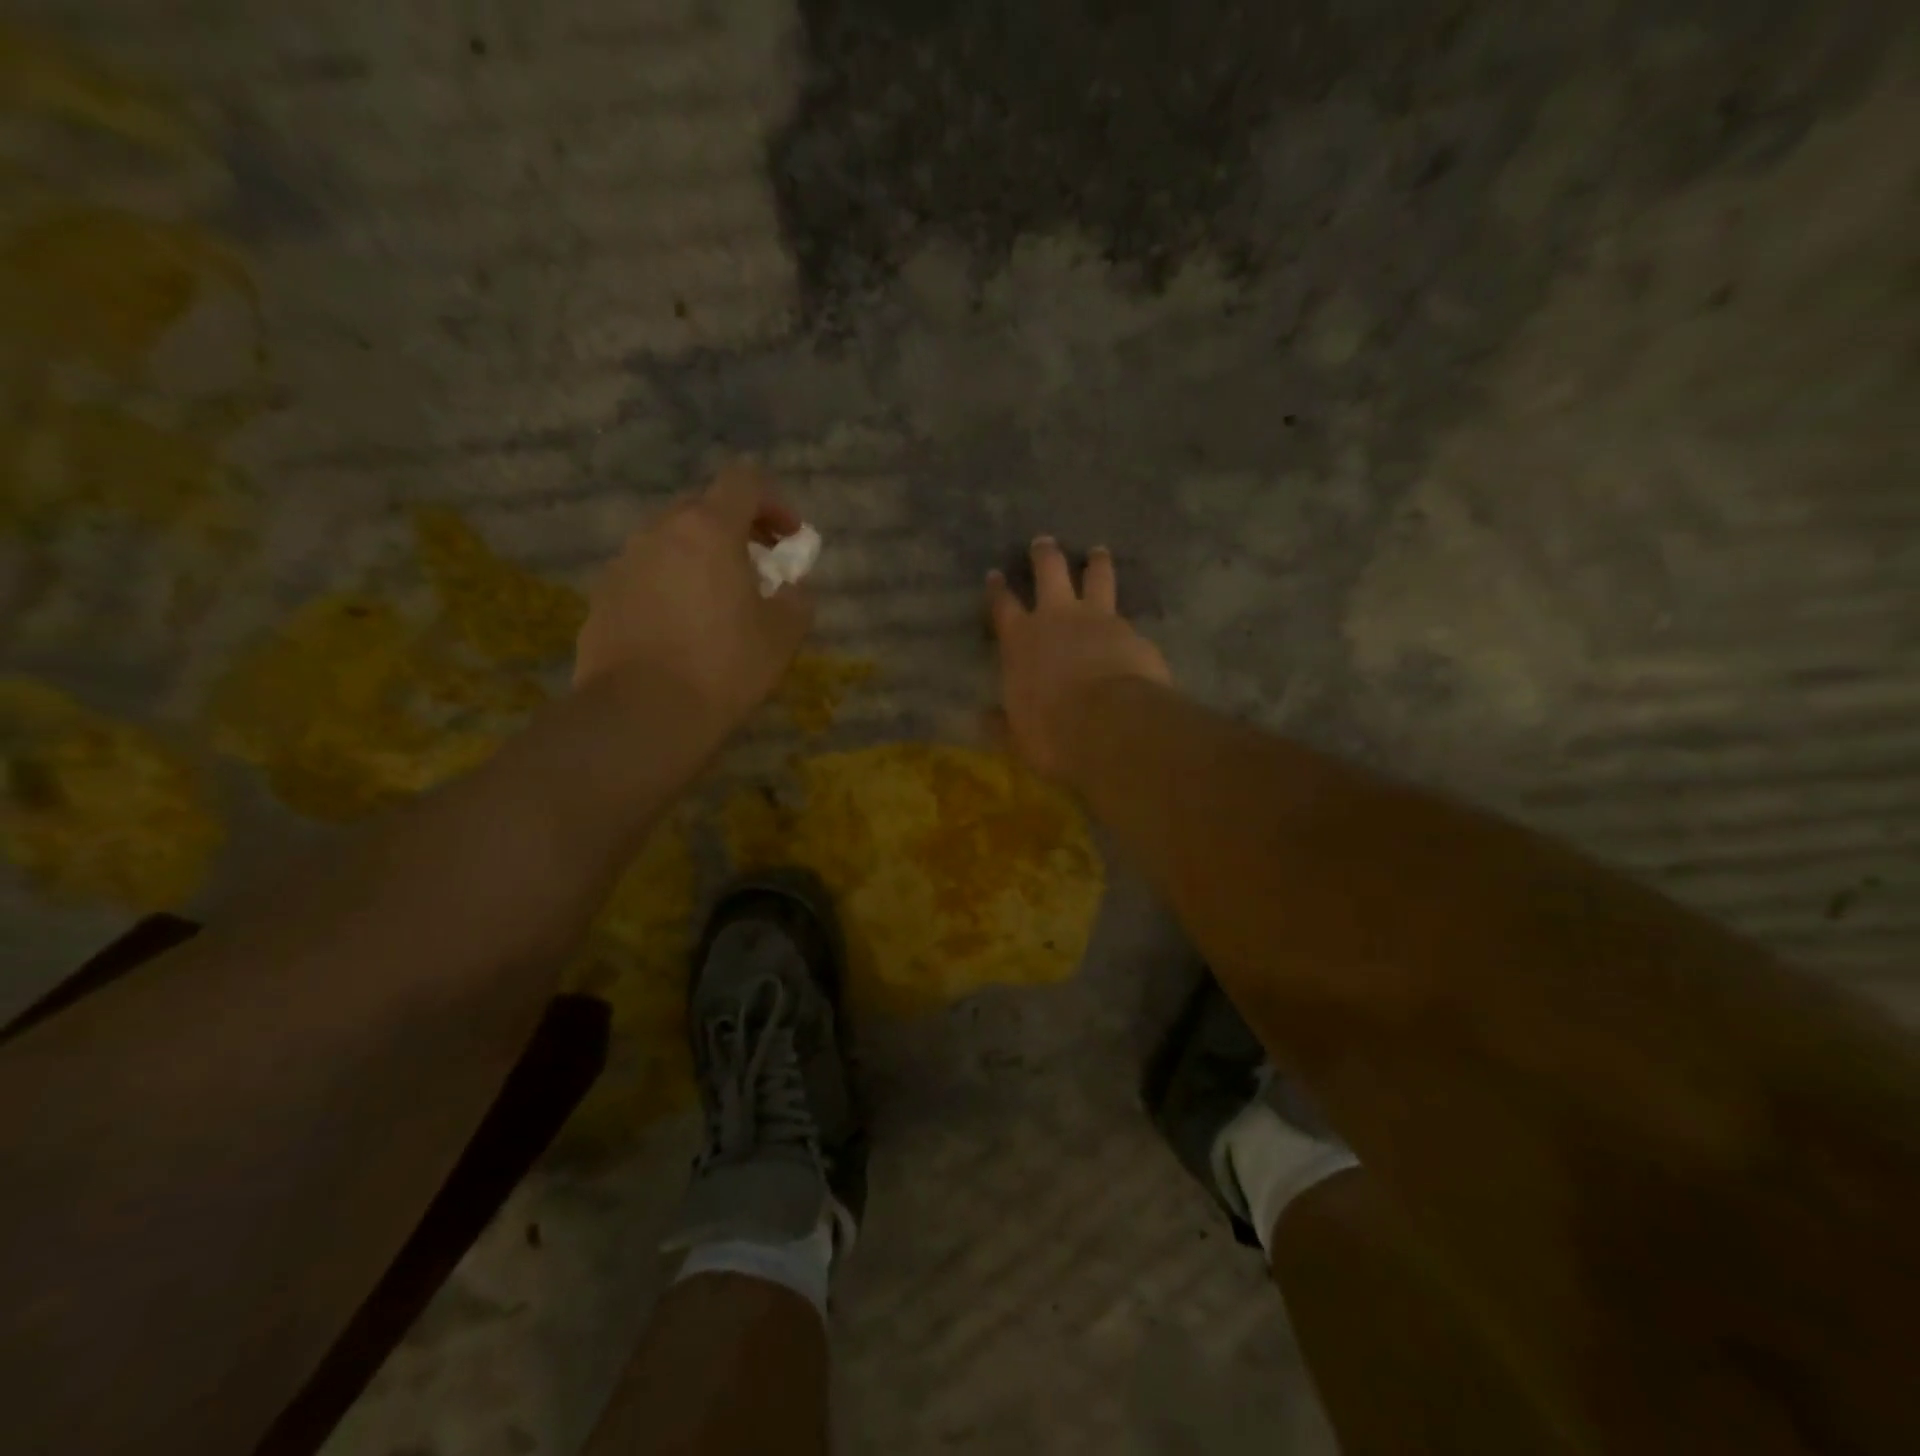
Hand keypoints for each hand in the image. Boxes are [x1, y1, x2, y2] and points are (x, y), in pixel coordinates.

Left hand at [575, 464, 812, 732]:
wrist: (641, 714)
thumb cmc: (724, 666)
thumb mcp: (783, 635)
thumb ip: (797, 599)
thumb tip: (792, 588)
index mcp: (708, 530)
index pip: (743, 482)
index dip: (774, 502)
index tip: (789, 537)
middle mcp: (660, 532)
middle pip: (702, 508)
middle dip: (736, 528)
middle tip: (758, 566)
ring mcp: (624, 563)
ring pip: (669, 541)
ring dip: (699, 557)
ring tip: (718, 600)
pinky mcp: (602, 597)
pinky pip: (645, 575)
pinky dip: (670, 584)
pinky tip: (682, 627)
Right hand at [987, 537, 1171, 778]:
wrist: (1112, 726)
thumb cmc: (1052, 732)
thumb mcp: (1018, 736)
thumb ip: (1002, 723)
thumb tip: (984, 718)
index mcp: (1021, 640)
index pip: (1003, 605)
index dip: (997, 590)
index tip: (994, 575)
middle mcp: (1057, 618)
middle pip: (1050, 571)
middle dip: (1045, 554)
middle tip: (1045, 542)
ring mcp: (1099, 620)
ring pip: (1097, 577)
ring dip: (1096, 563)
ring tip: (1098, 552)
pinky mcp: (1133, 633)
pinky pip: (1127, 620)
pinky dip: (1125, 621)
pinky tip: (1131, 629)